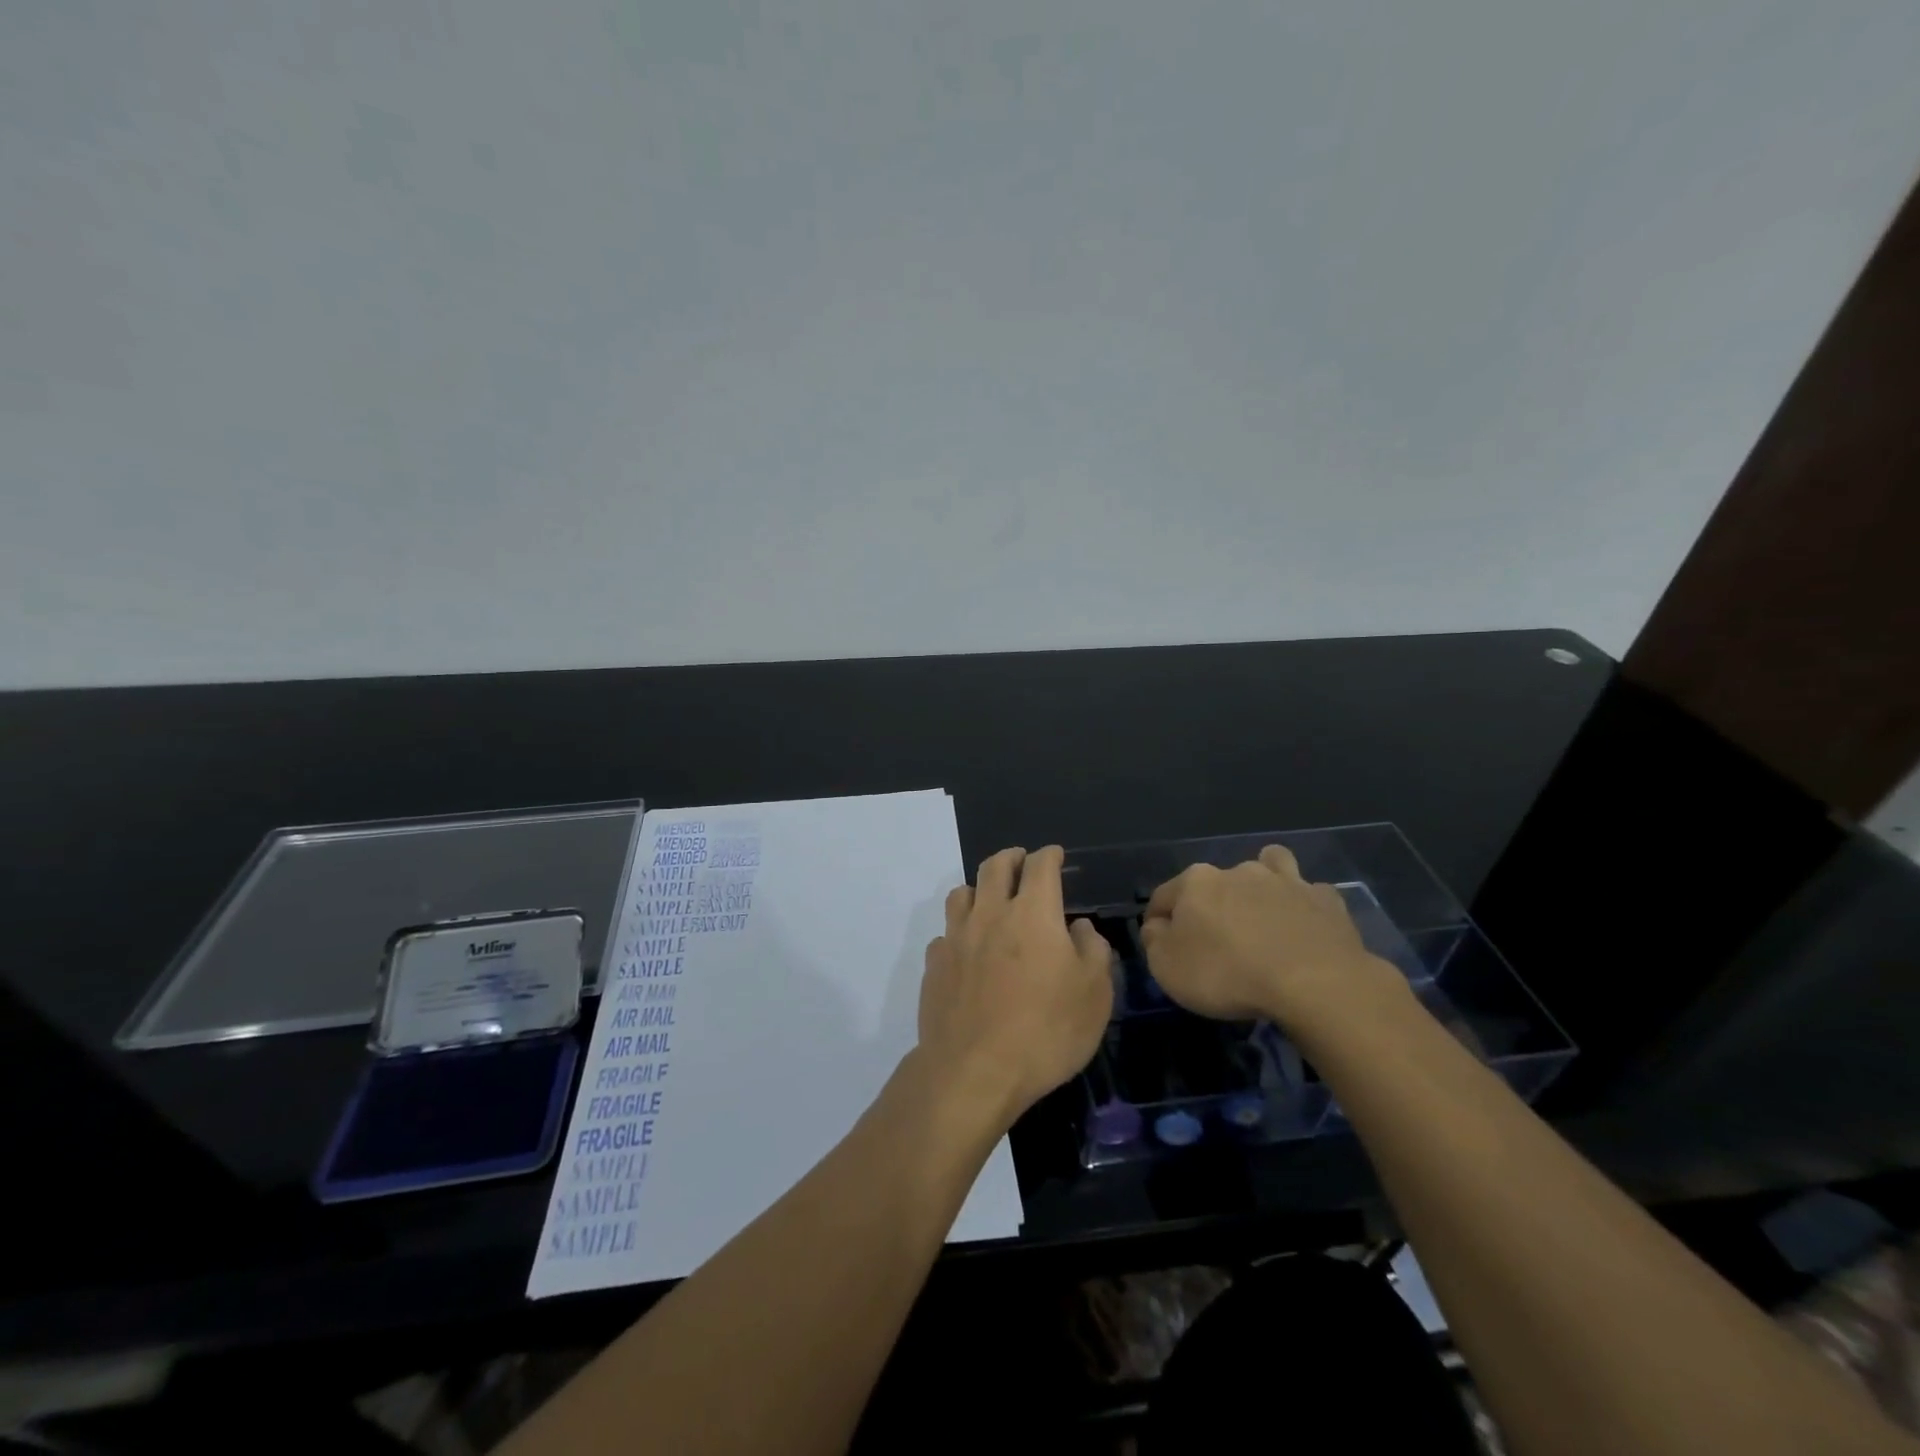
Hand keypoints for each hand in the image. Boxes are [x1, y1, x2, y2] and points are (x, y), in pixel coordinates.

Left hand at [918, 845, 1114, 1129]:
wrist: (974, 1071)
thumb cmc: (1045, 1032)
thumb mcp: (1094, 995)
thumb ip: (1093, 951)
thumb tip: (1079, 928)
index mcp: (1033, 913)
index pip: (1040, 866)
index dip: (1050, 855)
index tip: (1055, 856)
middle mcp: (990, 914)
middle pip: (995, 866)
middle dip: (1011, 857)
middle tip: (1021, 861)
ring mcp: (956, 937)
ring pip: (962, 892)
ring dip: (979, 888)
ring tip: (990, 899)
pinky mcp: (934, 964)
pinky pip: (946, 933)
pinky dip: (959, 932)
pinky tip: (967, 950)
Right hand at [1139, 845, 1406, 1030]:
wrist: (1314, 982)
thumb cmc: (1228, 974)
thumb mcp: (1167, 968)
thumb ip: (1154, 941)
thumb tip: (1157, 927)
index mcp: (1195, 882)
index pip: (1162, 897)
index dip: (1157, 922)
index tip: (1162, 947)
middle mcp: (1237, 870)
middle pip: (1213, 882)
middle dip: (1210, 904)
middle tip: (1215, 941)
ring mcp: (1285, 880)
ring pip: (1267, 866)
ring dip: (1261, 883)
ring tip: (1263, 912)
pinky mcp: (1325, 899)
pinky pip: (1309, 893)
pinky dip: (1303, 905)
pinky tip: (1304, 926)